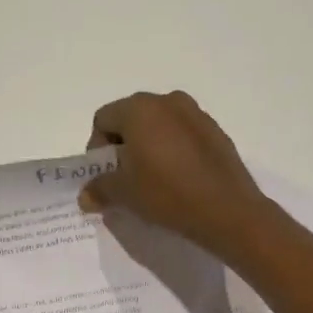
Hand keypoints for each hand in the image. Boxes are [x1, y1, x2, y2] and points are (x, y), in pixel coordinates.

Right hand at [79, 90, 274, 260]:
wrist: (227, 210)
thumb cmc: (166, 193)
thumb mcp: (125, 194)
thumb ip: (100, 188)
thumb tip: (86, 196)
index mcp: (139, 109)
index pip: (103, 119)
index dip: (97, 148)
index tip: (106, 175)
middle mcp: (167, 101)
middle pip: (131, 117)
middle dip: (123, 145)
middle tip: (126, 177)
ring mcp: (195, 113)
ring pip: (158, 124)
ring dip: (149, 145)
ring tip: (153, 178)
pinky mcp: (215, 130)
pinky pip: (182, 133)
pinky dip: (173, 148)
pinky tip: (179, 177)